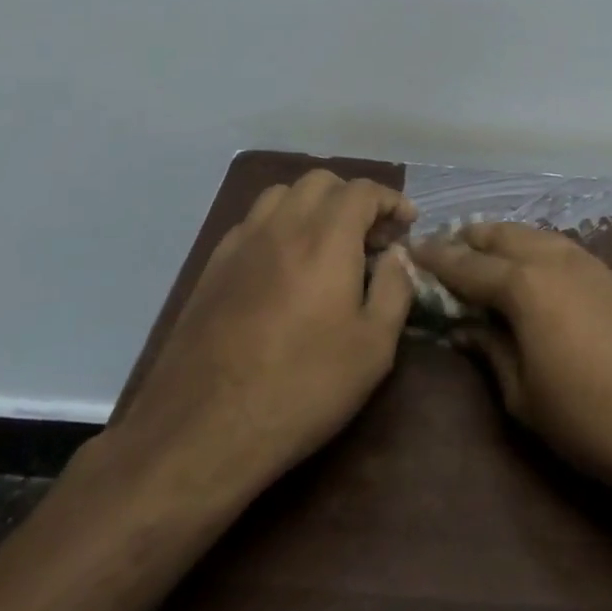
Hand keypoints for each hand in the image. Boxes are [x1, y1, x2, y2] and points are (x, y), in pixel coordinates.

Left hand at [116, 171, 418, 497]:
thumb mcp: (373, 347)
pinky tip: (285, 266)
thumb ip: (394, 290)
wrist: (203, 428)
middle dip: (353, 198)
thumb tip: (398, 256)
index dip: (391, 200)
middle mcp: (281, 226)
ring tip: (328, 244)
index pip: (362, 191)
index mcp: (325, 238)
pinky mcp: (212, 267)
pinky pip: (252, 223)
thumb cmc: (302, 387)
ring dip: (313, 206)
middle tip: (371, 237)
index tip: (407, 224)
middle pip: (321, 182)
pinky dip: (280, 225)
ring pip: (281, 195)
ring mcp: (240, 243)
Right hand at [410, 223, 611, 507]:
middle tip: (448, 248)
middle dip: (472, 238)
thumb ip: (491, 351)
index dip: (437, 260)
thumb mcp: (524, 396)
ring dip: (508, 239)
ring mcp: (591, 265)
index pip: (467, 265)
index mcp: (524, 284)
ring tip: (488, 253)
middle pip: (505, 235)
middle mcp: (555, 260)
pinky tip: (537, 271)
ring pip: (538, 236)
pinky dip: (539, 250)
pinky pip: (564, 250)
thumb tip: (466, 327)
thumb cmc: (590, 418)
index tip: (412, 252)